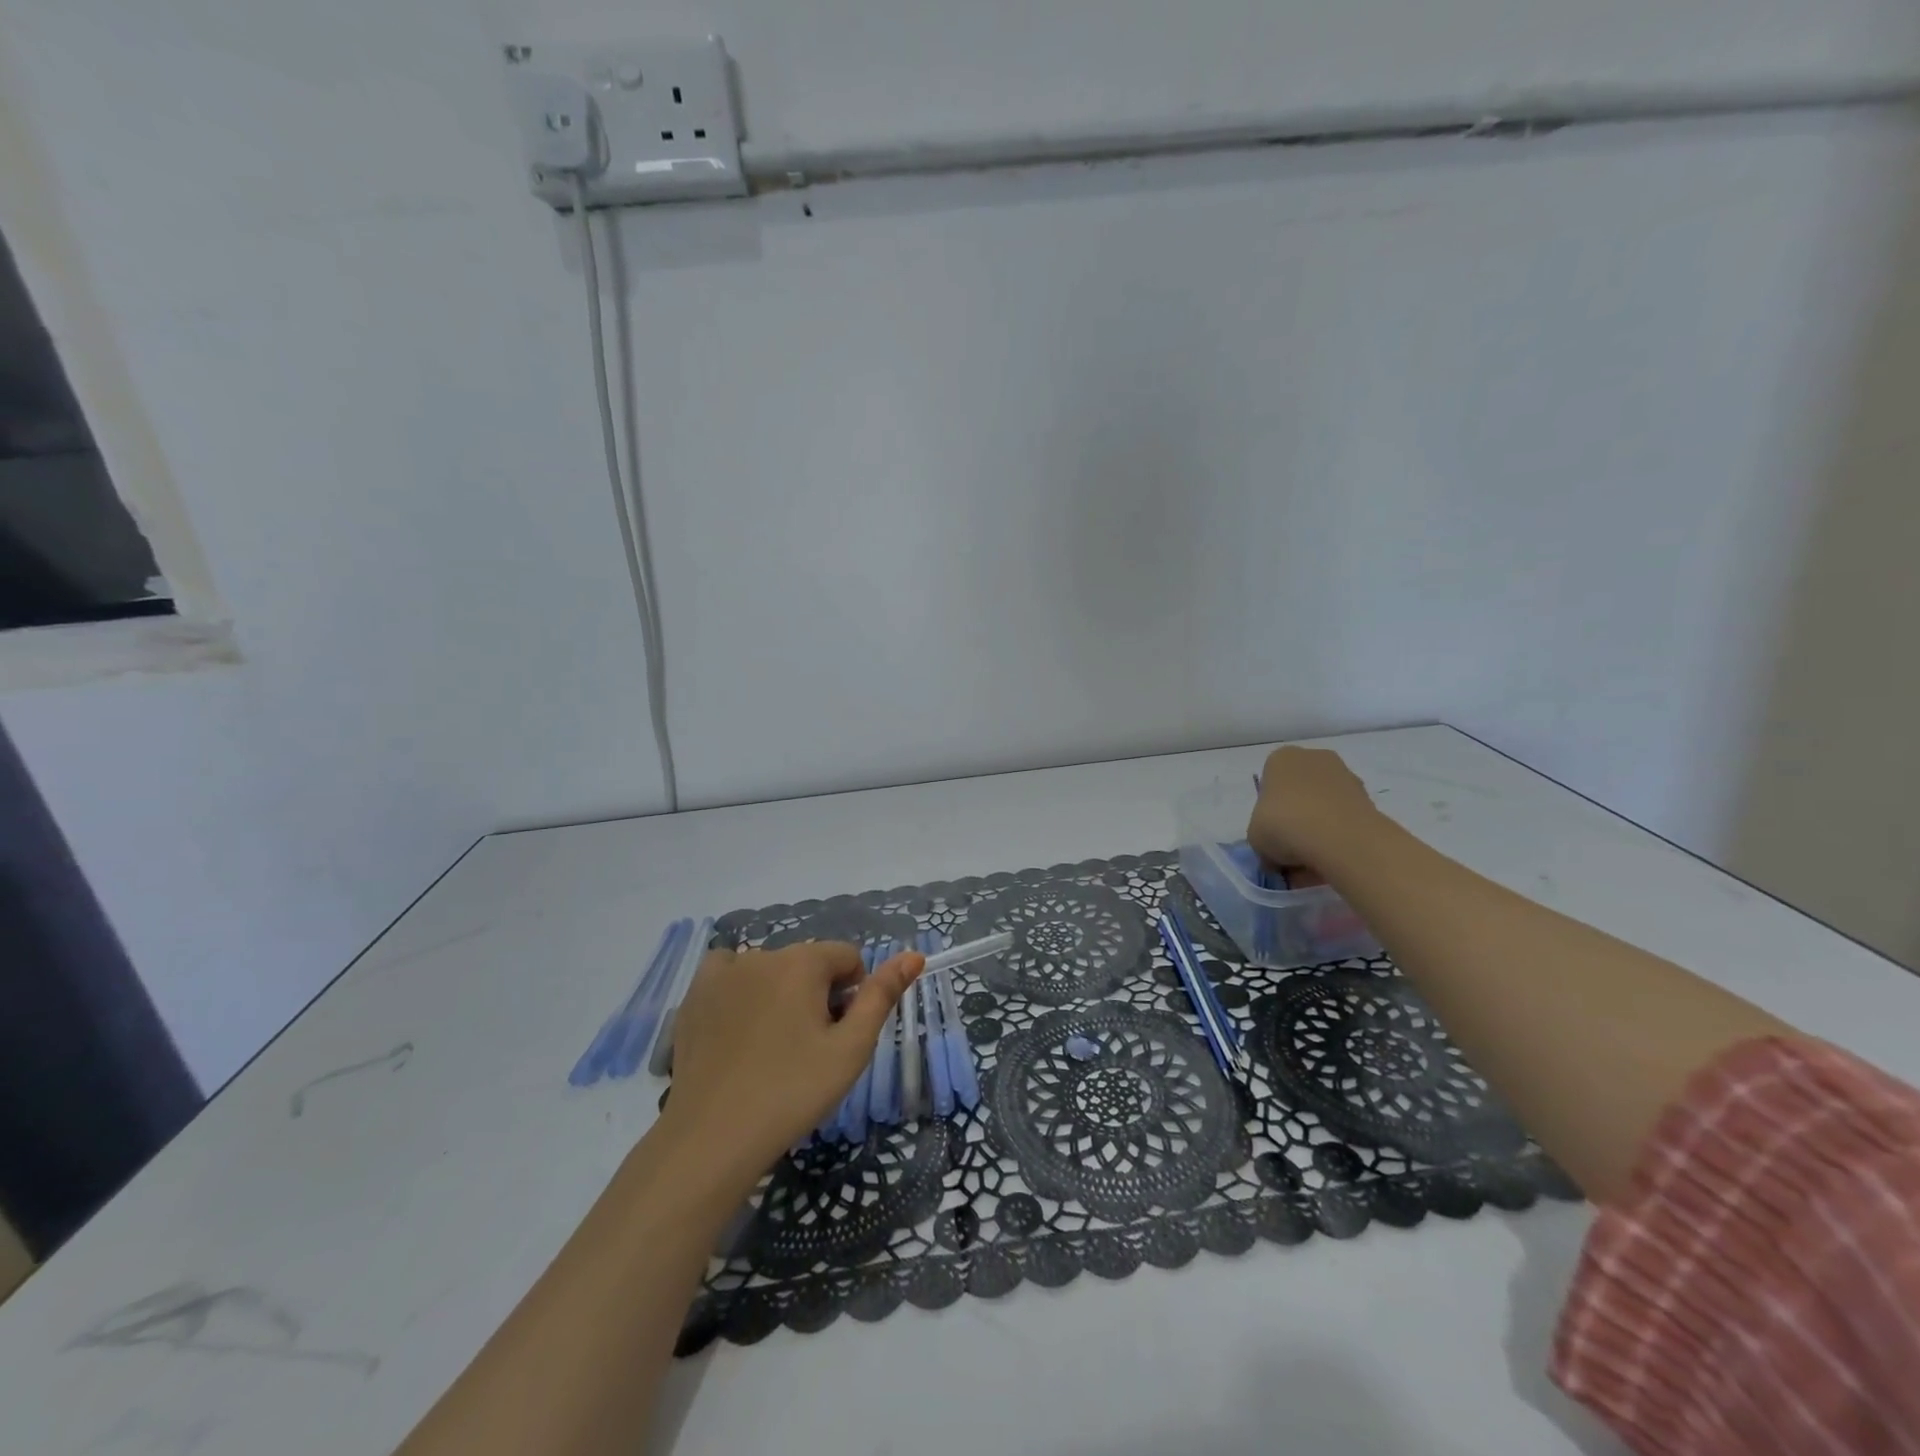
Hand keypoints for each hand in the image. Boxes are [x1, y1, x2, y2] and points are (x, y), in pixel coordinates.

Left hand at [664, 941, 923, 1175]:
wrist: (712, 1139)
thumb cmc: (792, 1093)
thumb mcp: (851, 1049)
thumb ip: (882, 996)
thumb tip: (913, 955)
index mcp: (803, 961)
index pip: (847, 958)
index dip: (852, 995)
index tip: (838, 1036)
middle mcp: (761, 954)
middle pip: (808, 963)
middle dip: (816, 995)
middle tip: (806, 1050)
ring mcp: (723, 972)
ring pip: (771, 970)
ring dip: (780, 994)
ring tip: (771, 1048)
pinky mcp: (694, 995)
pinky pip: (729, 975)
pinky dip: (740, 991)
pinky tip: (737, 1029)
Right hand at [1246, 746, 1379, 874]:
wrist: (1340, 838)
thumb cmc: (1283, 825)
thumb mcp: (1255, 838)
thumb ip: (1263, 840)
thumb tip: (1276, 857)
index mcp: (1281, 759)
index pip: (1269, 785)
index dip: (1268, 814)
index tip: (1271, 837)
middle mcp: (1314, 759)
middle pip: (1299, 794)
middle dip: (1295, 821)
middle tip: (1291, 852)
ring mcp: (1345, 776)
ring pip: (1324, 808)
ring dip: (1318, 832)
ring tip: (1313, 865)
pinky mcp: (1369, 798)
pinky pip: (1345, 820)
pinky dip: (1338, 838)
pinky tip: (1332, 862)